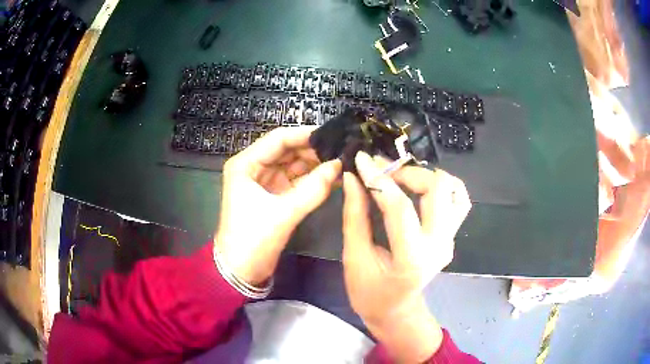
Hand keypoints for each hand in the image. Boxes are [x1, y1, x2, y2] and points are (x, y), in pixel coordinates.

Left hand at [215, 127, 340, 285]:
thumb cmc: (253, 240)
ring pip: (293, 165)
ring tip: (342, 161)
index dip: (305, 135)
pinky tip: (332, 178)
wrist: (240, 271)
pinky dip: (311, 180)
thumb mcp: (283, 213)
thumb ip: (313, 189)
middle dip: (313, 150)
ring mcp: (264, 182)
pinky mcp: (273, 196)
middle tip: (342, 150)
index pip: (278, 139)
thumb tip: (338, 166)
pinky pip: (295, 181)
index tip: (332, 134)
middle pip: (287, 150)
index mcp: (246, 164)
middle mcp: (254, 168)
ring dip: (314, 164)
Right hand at [342, 151, 470, 362]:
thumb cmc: (369, 292)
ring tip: (402, 180)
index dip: (378, 178)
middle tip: (383, 174)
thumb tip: (353, 177)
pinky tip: (420, 189)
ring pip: (454, 189)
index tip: (361, 159)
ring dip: (427, 176)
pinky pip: (458, 200)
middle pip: (437, 188)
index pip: (399, 207)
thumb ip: (355, 215)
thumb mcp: (354, 257)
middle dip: (407, 172)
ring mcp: (450, 240)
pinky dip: (442, 187)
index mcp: (410, 258)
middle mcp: (438, 245)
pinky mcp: (452, 236)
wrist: (395, 310)